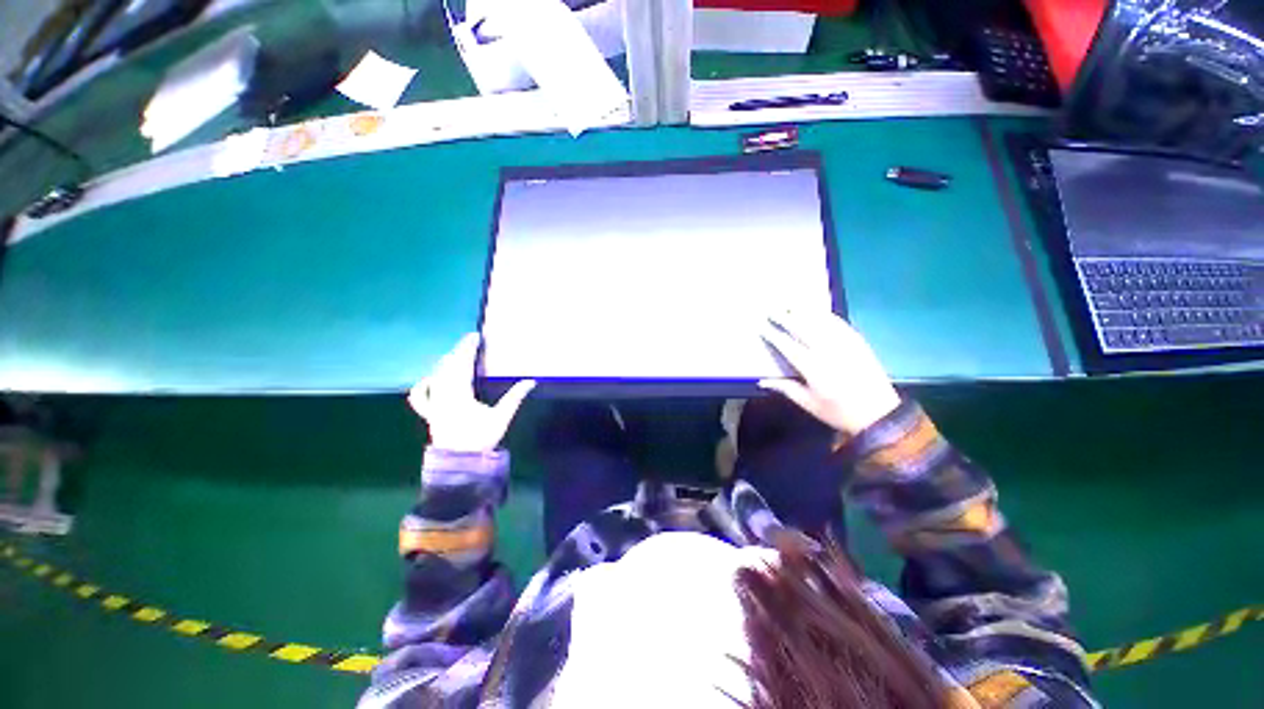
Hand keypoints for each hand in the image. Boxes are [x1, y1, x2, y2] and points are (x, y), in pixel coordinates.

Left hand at [408, 333, 535, 452]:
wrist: (460, 462)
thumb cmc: (480, 439)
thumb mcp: (501, 417)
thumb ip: (515, 398)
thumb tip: (531, 381)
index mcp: (460, 393)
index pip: (463, 364)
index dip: (468, 349)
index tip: (474, 336)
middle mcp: (443, 395)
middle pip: (448, 367)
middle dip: (458, 351)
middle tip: (468, 341)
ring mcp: (434, 404)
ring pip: (436, 376)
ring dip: (446, 363)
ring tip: (455, 354)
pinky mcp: (430, 413)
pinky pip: (421, 396)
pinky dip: (424, 385)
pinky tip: (429, 379)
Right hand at [758, 310, 899, 435]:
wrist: (879, 414)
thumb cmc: (839, 412)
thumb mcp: (809, 404)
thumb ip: (786, 389)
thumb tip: (762, 381)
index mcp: (814, 369)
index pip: (789, 347)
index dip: (774, 336)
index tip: (763, 327)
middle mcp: (828, 352)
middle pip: (803, 329)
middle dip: (786, 318)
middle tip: (772, 310)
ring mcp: (845, 345)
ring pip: (821, 323)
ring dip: (804, 313)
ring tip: (790, 305)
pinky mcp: (858, 342)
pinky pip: (839, 324)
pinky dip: (825, 315)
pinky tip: (816, 311)